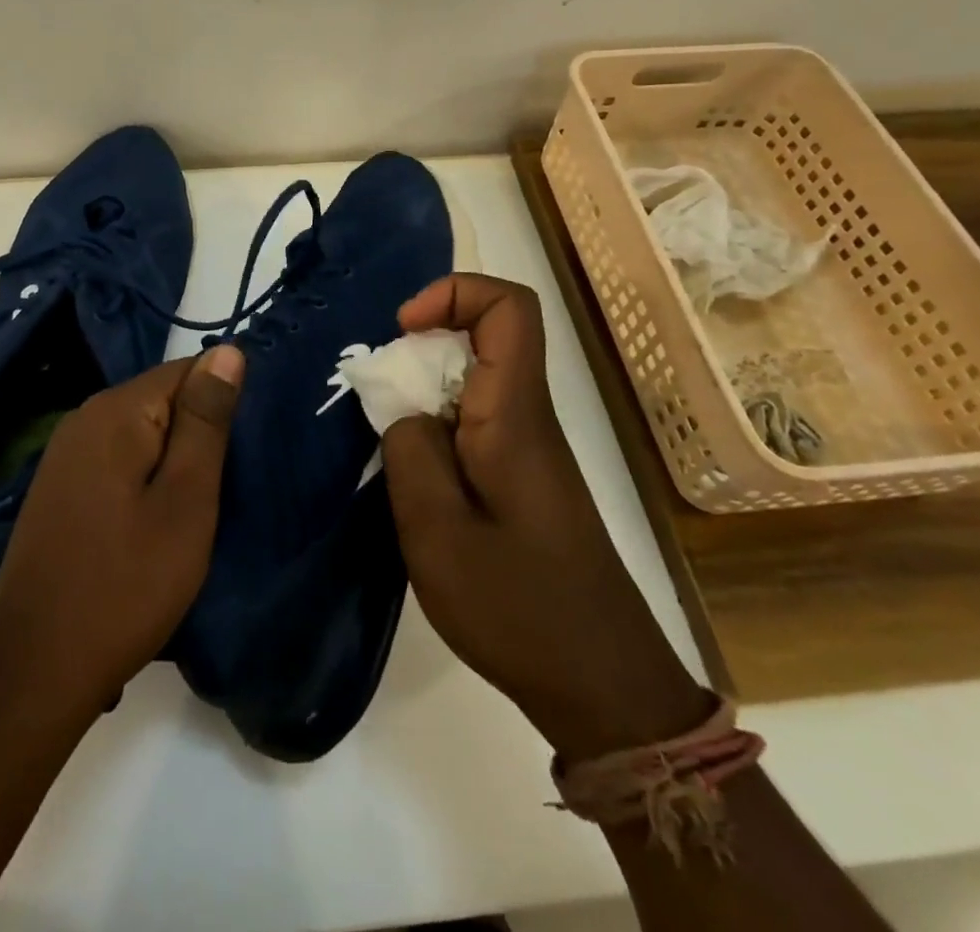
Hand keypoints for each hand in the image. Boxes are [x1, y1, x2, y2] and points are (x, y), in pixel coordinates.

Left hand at [0, 346, 244, 722]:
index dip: (223, 403)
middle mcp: (84, 418)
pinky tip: (157, 522)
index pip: (187, 370)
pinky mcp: (60, 489)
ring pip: (141, 434)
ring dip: (174, 461)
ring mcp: (65, 455)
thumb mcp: (185, 500)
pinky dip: (146, 480)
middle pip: (162, 400)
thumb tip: (227, 351)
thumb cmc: (125, 584)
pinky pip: (118, 461)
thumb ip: (206, 421)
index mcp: (115, 411)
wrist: (33, 670)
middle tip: (228, 486)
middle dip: (199, 434)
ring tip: (201, 507)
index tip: (245, 450)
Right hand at [381, 274, 708, 762]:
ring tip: (385, 442)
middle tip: (377, 398)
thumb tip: (402, 404)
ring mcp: (528, 449)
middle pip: (485, 337)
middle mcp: (528, 417)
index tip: (402, 329)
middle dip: (421, 348)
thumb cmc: (518, 607)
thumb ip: (410, 450)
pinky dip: (434, 427)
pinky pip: (474, 421)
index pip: (510, 309)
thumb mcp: (437, 531)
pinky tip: (412, 478)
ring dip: (422, 392)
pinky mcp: (523, 478)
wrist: (602, 686)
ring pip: (474, 381)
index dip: (455, 293)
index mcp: (515, 415)